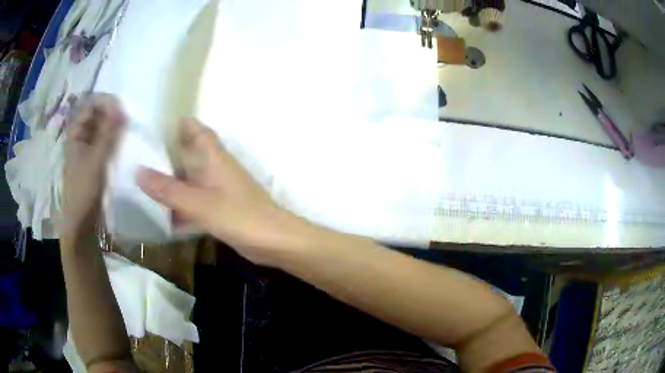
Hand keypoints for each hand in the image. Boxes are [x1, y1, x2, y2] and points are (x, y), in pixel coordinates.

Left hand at [60, 94, 124, 247]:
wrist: (82, 221)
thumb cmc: (84, 188)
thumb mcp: (96, 158)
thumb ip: (108, 132)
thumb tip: (120, 105)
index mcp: (76, 134)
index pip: (91, 107)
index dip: (106, 104)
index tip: (124, 107)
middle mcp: (80, 138)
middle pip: (97, 117)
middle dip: (112, 115)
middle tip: (129, 119)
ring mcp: (87, 150)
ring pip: (102, 131)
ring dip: (114, 129)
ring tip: (129, 130)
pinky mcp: (94, 162)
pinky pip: (104, 144)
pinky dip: (113, 141)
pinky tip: (124, 143)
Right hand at [137, 118, 314, 265]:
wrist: (275, 242)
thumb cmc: (240, 217)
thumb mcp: (199, 203)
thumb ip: (168, 189)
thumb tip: (137, 170)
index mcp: (214, 157)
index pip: (195, 129)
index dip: (177, 123)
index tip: (153, 123)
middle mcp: (215, 168)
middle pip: (187, 154)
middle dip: (165, 154)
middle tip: (136, 156)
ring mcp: (217, 189)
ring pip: (188, 179)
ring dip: (170, 181)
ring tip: (141, 183)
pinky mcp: (220, 208)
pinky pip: (194, 201)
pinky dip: (179, 204)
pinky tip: (162, 214)